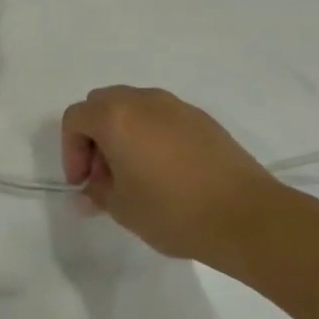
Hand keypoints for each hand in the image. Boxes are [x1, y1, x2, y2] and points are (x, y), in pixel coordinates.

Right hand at [60, 86, 280, 259]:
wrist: (247, 217)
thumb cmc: (173, 211)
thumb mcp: (122, 208)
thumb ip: (97, 194)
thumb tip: (89, 192)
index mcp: (115, 117)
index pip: (75, 118)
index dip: (70, 150)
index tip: (83, 183)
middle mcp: (142, 101)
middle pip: (102, 104)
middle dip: (94, 136)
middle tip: (104, 174)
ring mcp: (176, 106)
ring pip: (134, 108)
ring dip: (123, 133)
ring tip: (135, 173)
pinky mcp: (203, 119)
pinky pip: (163, 118)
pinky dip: (152, 135)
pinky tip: (166, 171)